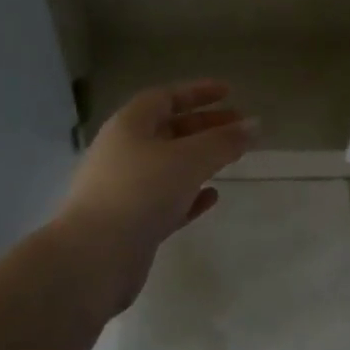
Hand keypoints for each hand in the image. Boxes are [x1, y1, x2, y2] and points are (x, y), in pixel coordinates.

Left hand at [54, 80, 255, 316]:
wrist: (95, 256)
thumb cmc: (141, 192)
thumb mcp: (189, 159)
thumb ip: (224, 141)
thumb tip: (255, 125)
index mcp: (129, 125)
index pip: (165, 97)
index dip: (198, 92)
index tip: (230, 93)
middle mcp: (123, 151)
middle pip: (169, 130)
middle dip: (206, 126)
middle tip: (240, 127)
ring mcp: (125, 188)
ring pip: (168, 166)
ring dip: (200, 160)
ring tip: (232, 159)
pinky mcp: (131, 222)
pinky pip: (166, 200)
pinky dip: (190, 195)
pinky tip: (212, 197)